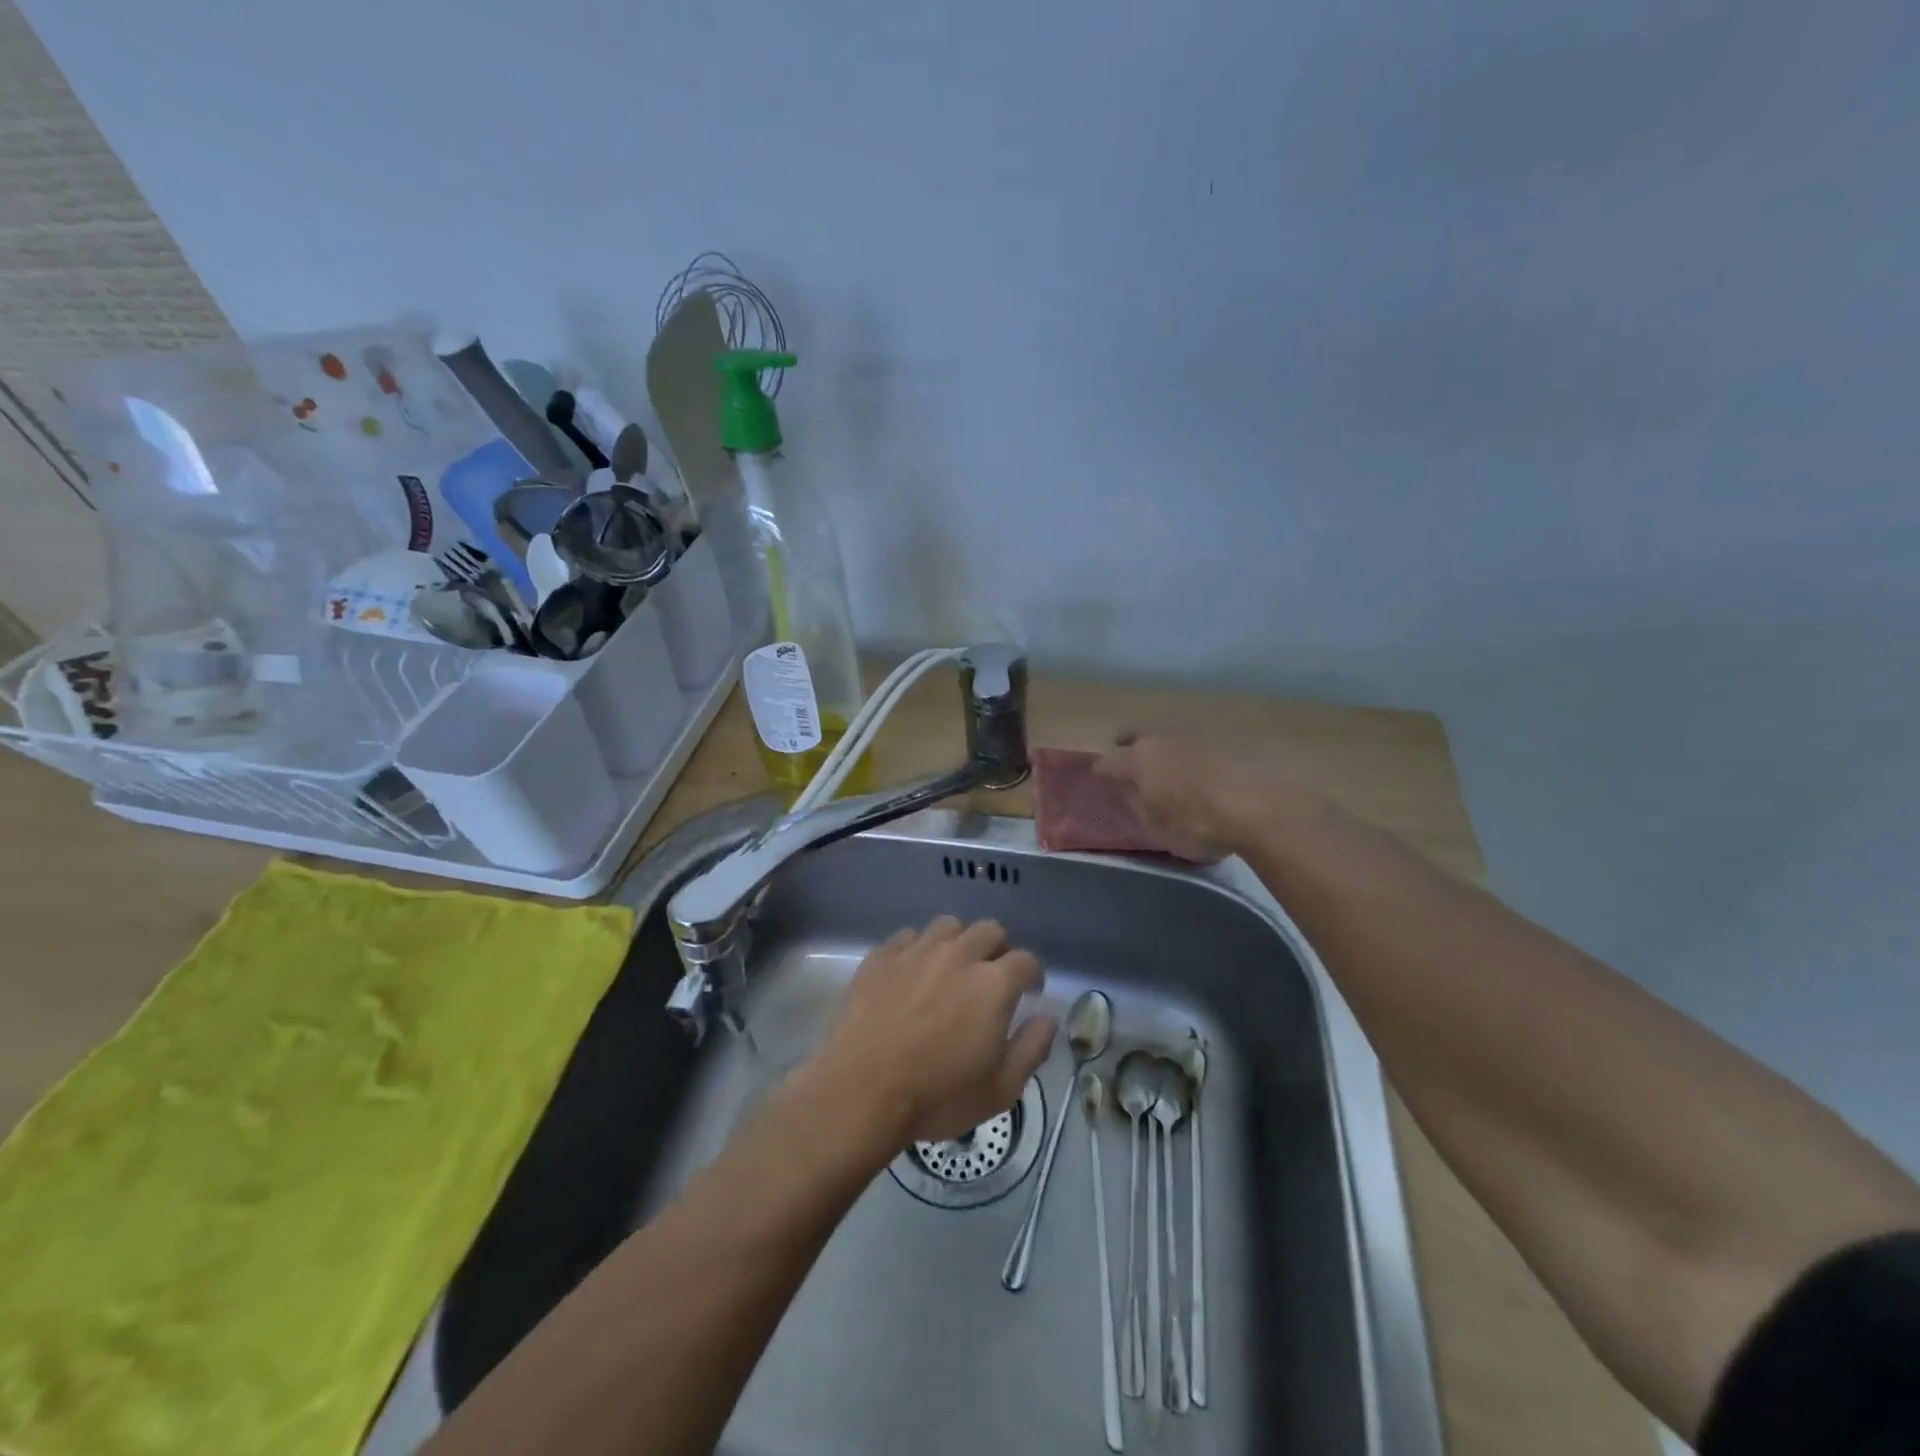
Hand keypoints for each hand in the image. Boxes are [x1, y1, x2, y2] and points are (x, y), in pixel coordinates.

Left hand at [807, 918, 1056, 1146]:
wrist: (861, 1092)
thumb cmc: (937, 1096)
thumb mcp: (1000, 1090)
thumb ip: (1032, 1048)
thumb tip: (1048, 1018)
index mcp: (993, 984)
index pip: (1026, 960)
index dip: (1032, 975)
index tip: (1029, 992)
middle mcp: (958, 954)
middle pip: (990, 931)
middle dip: (998, 950)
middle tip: (991, 977)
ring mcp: (917, 950)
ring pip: (948, 926)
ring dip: (958, 942)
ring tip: (951, 968)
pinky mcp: (882, 955)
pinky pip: (908, 937)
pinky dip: (918, 949)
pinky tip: (912, 973)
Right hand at [1095, 732, 1330, 856]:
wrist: (1263, 807)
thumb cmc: (1199, 824)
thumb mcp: (1158, 828)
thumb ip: (1138, 806)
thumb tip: (1129, 792)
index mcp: (1139, 759)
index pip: (1109, 762)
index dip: (1101, 770)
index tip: (1098, 776)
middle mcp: (1164, 738)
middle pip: (1138, 734)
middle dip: (1128, 744)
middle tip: (1126, 755)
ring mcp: (1198, 733)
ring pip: (1170, 735)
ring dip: (1165, 747)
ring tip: (1169, 765)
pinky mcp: (1230, 738)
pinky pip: (1201, 743)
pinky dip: (1195, 754)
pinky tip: (1204, 769)